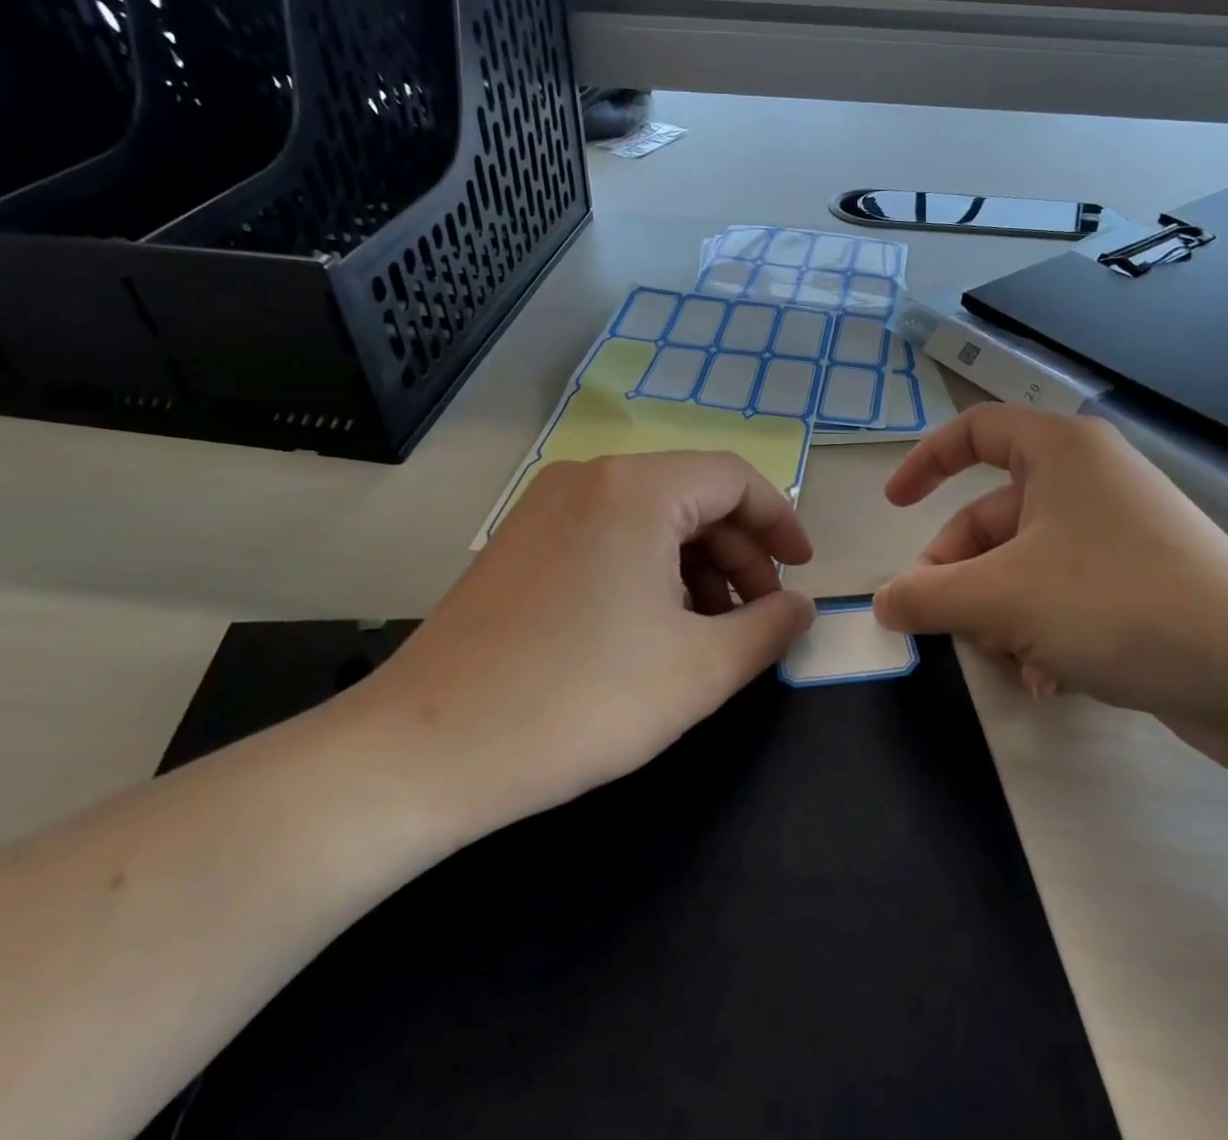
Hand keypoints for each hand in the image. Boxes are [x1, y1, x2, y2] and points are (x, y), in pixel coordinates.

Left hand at [344, 453, 815, 843]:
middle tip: (759, 615)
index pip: (734, 478)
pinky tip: (652, 629)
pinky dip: (647, 570)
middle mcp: (589, 477)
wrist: (424, 751)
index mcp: (636, 488)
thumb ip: (769, 628)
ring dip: (695, 566)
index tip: (802, 573)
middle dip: (739, 553)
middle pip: (692, 497)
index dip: (780, 521)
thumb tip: (801, 606)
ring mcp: (545, 506)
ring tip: (710, 631)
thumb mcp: (700, 669)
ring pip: (649, 518)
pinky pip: (607, 535)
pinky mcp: (520, 541)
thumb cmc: (580, 701)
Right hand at [872, 405, 1227, 728]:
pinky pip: (1066, 591)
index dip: (926, 462)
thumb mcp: (1002, 598)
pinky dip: (1043, 628)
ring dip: (1000, 612)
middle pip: (993, 515)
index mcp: (1060, 451)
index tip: (895, 507)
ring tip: (1007, 660)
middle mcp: (1090, 479)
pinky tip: (1048, 679)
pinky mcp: (1142, 578)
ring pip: (1026, 562)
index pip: (974, 429)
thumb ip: (928, 596)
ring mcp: (1119, 529)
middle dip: (961, 572)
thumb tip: (883, 604)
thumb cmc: (1115, 604)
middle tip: (939, 620)